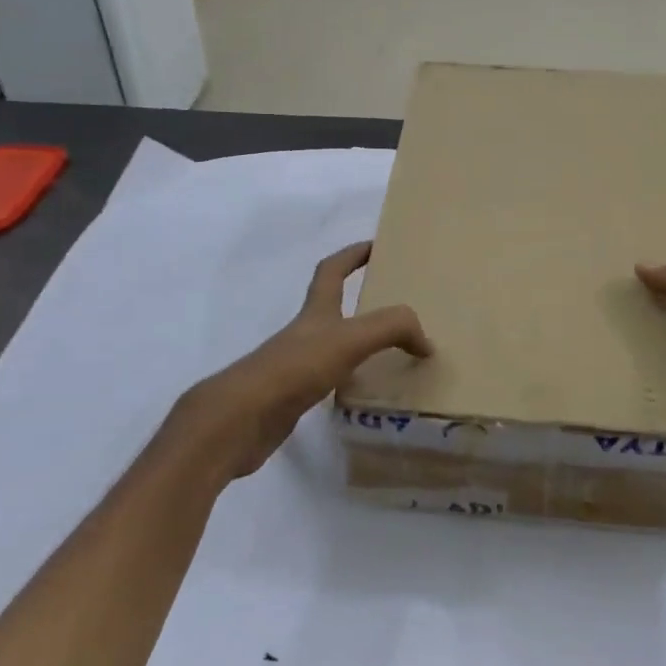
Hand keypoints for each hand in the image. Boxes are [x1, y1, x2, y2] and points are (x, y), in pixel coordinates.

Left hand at [172, 242, 431, 481]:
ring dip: (358, 344)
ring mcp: (295, 366)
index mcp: (315, 312)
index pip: (332, 270)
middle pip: (332, 307)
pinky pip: (328, 381)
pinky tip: (365, 394)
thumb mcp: (349, 340)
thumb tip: (426, 342)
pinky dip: (349, 381)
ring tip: (392, 354)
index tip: (376, 246)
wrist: (239, 420)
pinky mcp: (292, 398)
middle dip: (360, 301)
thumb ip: (391, 329)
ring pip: (332, 346)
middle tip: (396, 308)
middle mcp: (304, 334)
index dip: (353, 254)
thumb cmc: (294, 368)